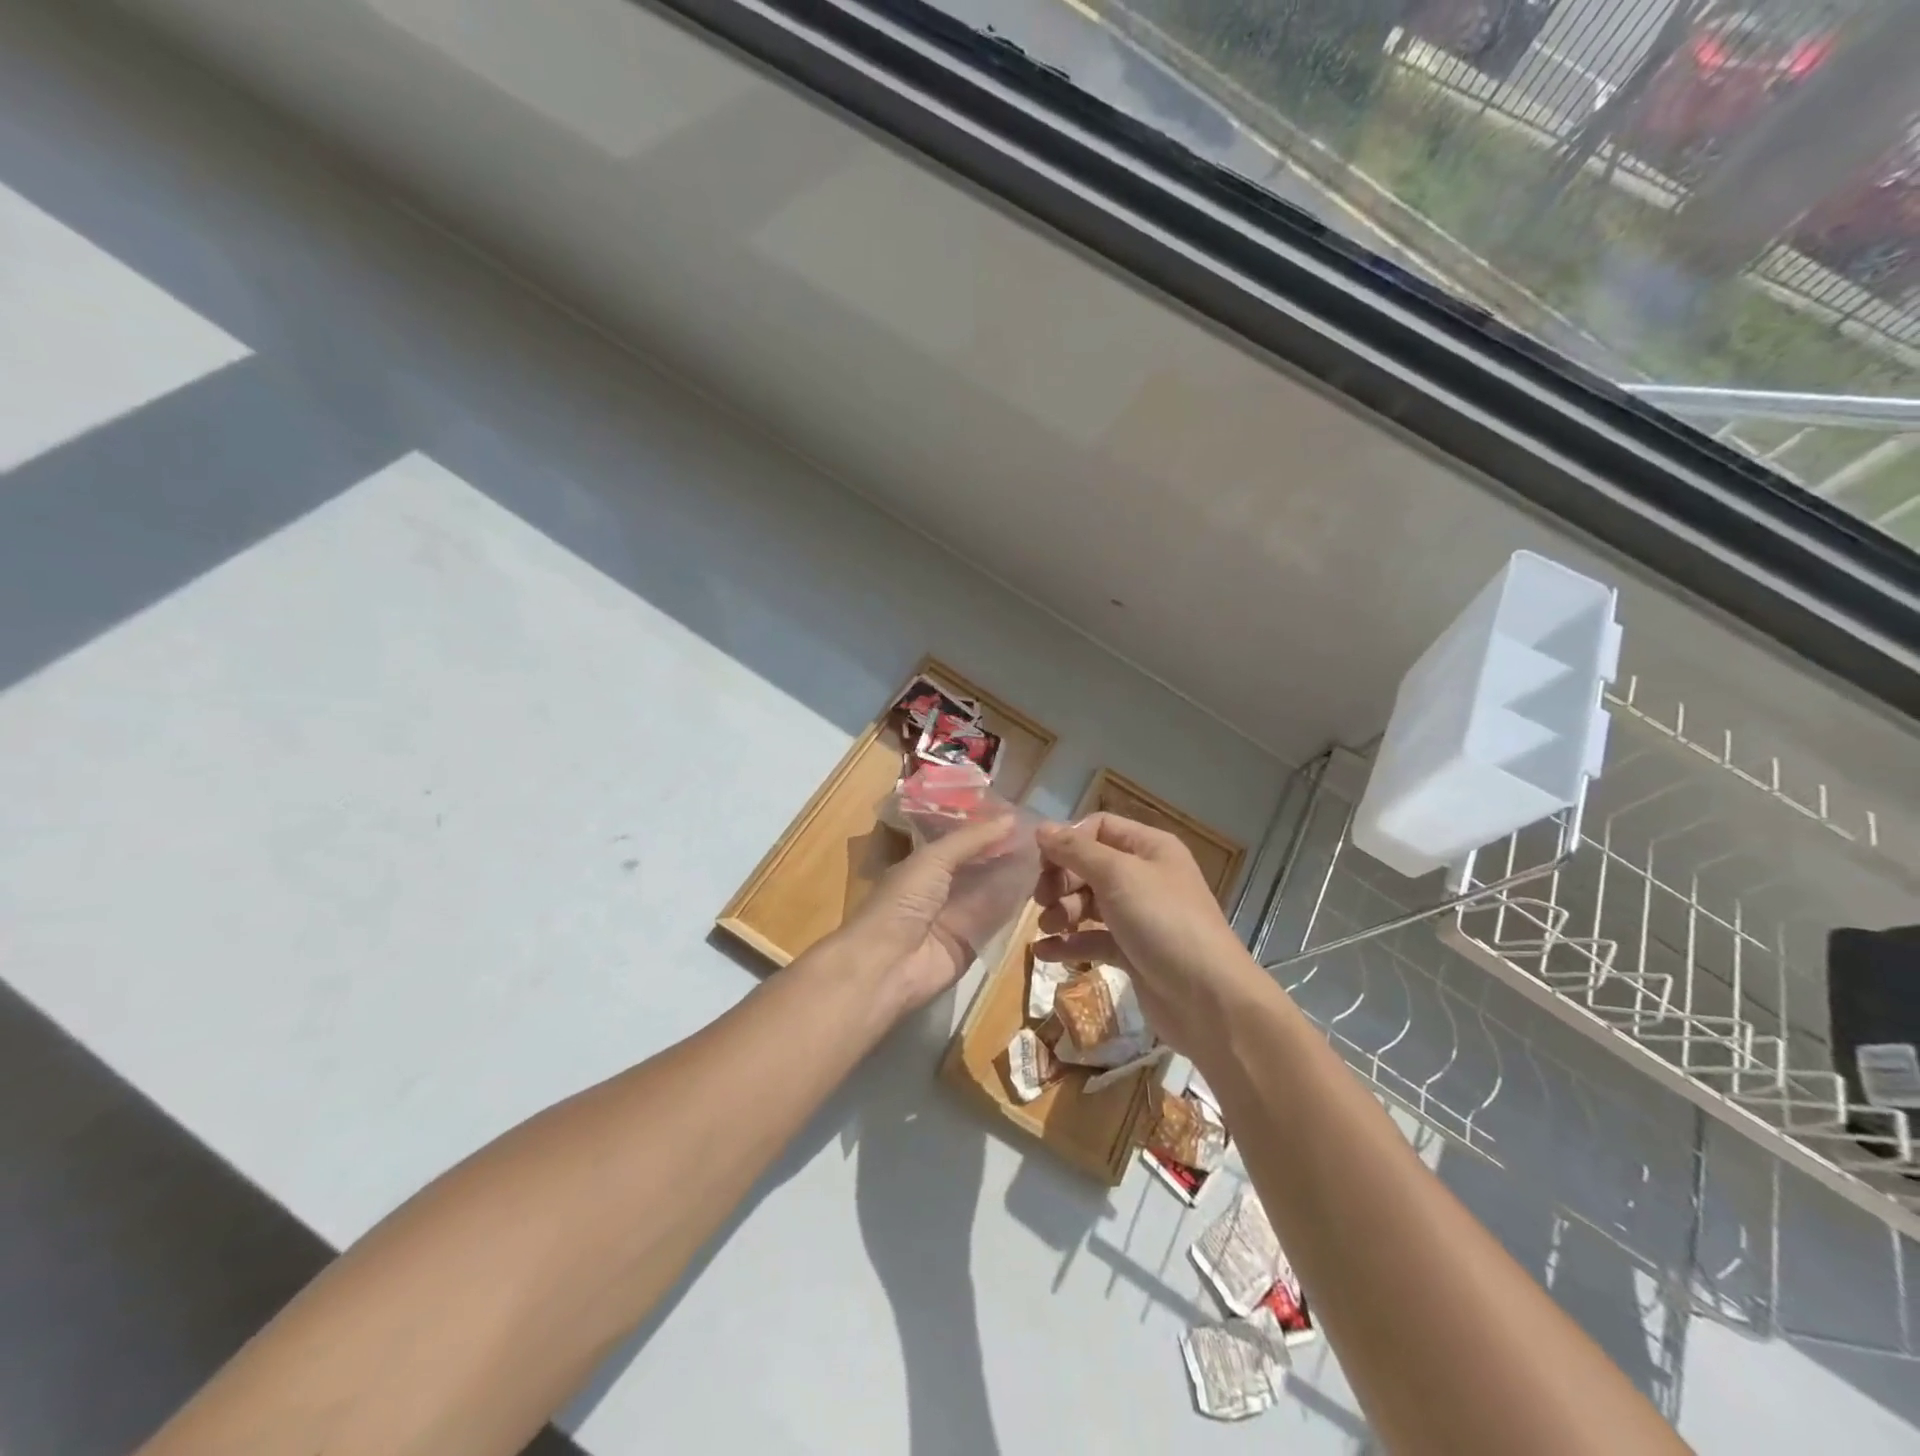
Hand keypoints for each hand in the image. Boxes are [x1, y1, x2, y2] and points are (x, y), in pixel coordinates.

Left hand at [832, 814, 1038, 1016]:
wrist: (888, 964)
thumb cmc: (903, 901)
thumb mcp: (933, 859)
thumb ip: (971, 839)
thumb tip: (1010, 818)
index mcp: (923, 865)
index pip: (960, 843)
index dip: (986, 831)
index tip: (1021, 817)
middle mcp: (940, 889)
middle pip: (979, 867)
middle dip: (1005, 852)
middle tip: (1043, 836)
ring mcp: (957, 917)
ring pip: (991, 891)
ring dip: (1014, 876)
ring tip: (1049, 855)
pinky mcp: (972, 942)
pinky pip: (996, 919)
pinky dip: (1014, 904)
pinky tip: (1041, 886)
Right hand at [1032, 813, 1267, 1054]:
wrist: (1209, 1000)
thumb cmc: (1163, 922)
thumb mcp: (1118, 875)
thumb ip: (1076, 850)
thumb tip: (1041, 829)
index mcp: (1150, 848)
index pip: (1099, 828)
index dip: (1068, 841)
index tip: (1043, 864)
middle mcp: (1145, 876)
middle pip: (1090, 865)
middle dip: (1061, 880)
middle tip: (1042, 900)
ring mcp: (1139, 916)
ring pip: (1089, 903)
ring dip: (1062, 911)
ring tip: (1047, 927)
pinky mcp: (1132, 952)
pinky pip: (1093, 939)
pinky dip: (1069, 943)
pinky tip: (1044, 952)